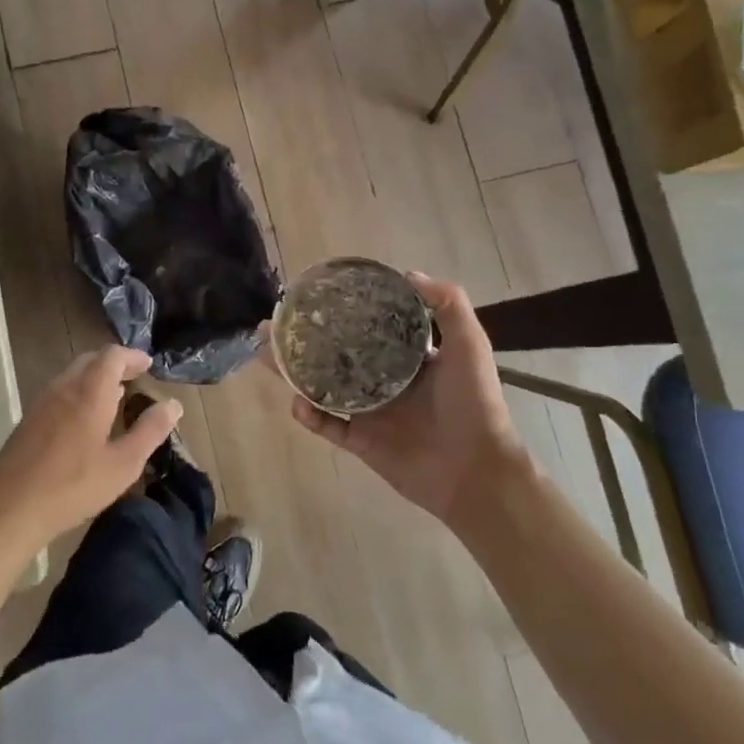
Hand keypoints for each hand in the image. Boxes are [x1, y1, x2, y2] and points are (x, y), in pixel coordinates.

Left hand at [0, 346, 180, 564]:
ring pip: (72, 375)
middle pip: (90, 360)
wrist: (9, 509)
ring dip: (95, 378)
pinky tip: (85, 421)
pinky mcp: (28, 421)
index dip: (132, 356)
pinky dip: (79, 392)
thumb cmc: (73, 486)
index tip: (148, 365)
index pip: (112, 356)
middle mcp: (64, 388)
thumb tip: (173, 404)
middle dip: (114, 364)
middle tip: (134, 378)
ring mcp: (41, 403)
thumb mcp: (123, 464)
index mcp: (89, 392)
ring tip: (114, 397)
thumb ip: (150, 431)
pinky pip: (59, 392)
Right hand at [279, 273, 530, 536]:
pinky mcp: (360, 441)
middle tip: (272, 325)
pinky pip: (327, 425)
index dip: (341, 311)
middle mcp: (383, 380)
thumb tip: (407, 273)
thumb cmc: (473, 403)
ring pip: (321, 387)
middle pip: (334, 354)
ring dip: (294, 372)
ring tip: (267, 354)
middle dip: (303, 339)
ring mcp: (369, 412)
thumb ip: (448, 305)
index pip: (367, 327)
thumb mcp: (469, 345)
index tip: (314, 296)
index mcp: (407, 357)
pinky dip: (309, 415)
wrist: (476, 469)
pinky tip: (297, 403)